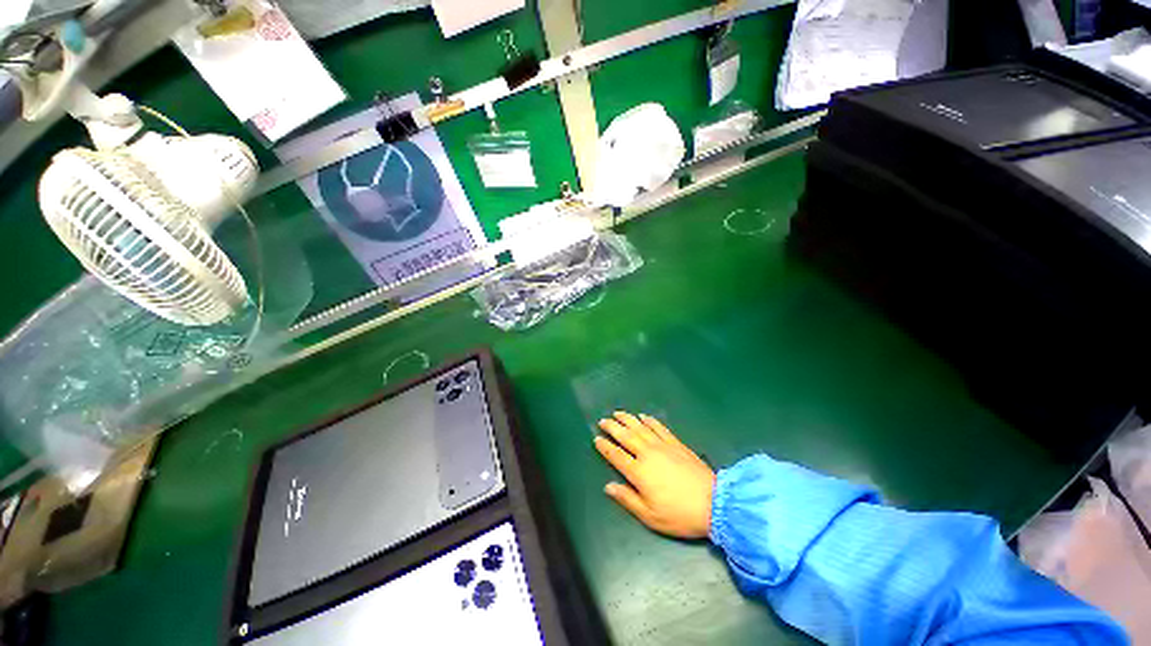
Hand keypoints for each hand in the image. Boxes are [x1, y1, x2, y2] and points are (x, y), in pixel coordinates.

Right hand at [594, 411, 715, 538]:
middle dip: (612, 427)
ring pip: (640, 427)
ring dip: (627, 419)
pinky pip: (659, 427)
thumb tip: (608, 486)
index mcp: (638, 472)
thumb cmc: (679, 514)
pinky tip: (643, 416)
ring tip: (618, 413)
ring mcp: (662, 446)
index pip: (616, 455)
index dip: (605, 446)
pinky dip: (650, 420)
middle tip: (602, 420)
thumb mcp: (650, 515)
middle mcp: (647, 454)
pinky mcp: (676, 443)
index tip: (596, 438)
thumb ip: (627, 499)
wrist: (713, 503)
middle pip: (626, 436)